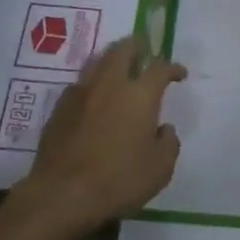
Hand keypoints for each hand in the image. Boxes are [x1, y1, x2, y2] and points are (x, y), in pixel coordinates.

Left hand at [22, 37, 186, 232]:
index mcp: (140, 95)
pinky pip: (79, 84)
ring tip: (118, 67)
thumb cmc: (118, 180)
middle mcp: (110, 84)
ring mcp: (81, 93)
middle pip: (123, 50)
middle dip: (136, 45)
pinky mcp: (59, 108)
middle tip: (143, 50)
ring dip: (111, 59)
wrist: (62, 193)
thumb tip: (163, 129)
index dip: (172, 67)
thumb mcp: (159, 169)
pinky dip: (91, 83)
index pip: (160, 68)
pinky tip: (93, 97)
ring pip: (97, 61)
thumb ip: (168, 144)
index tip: (179, 74)